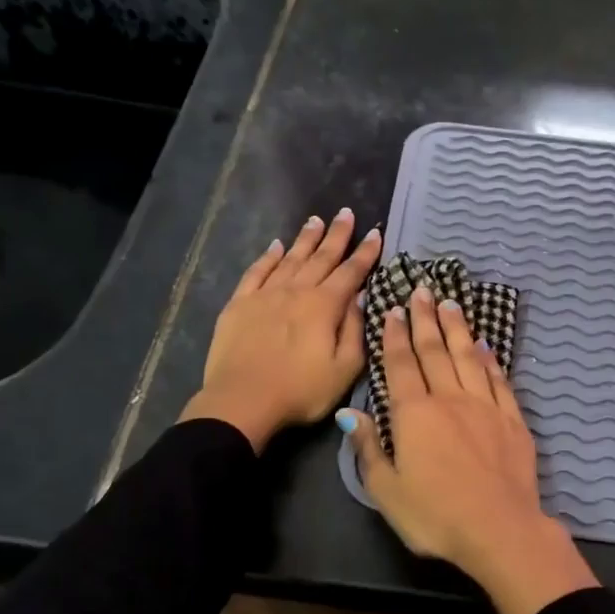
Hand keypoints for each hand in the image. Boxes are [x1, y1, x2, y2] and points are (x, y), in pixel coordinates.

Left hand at [181, 209, 381, 451]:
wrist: (243, 400)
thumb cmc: (301, 391)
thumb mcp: (344, 369)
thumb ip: (355, 330)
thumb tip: (359, 297)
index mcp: (324, 306)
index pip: (351, 272)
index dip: (365, 253)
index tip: (375, 233)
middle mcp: (296, 291)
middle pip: (321, 257)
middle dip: (337, 235)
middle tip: (346, 213)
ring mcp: (265, 295)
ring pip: (290, 259)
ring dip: (305, 239)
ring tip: (316, 220)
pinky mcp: (239, 304)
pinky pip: (257, 272)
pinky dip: (268, 257)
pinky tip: (276, 246)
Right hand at [341, 285, 596, 613]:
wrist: (499, 530)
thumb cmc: (435, 516)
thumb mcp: (387, 490)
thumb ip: (368, 448)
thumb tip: (349, 413)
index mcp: (414, 414)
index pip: (401, 365)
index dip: (395, 336)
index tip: (394, 309)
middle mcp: (450, 399)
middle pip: (435, 351)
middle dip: (426, 319)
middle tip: (423, 290)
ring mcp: (485, 407)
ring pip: (468, 357)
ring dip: (457, 329)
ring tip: (451, 304)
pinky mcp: (512, 420)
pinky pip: (498, 380)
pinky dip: (489, 359)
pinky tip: (485, 345)